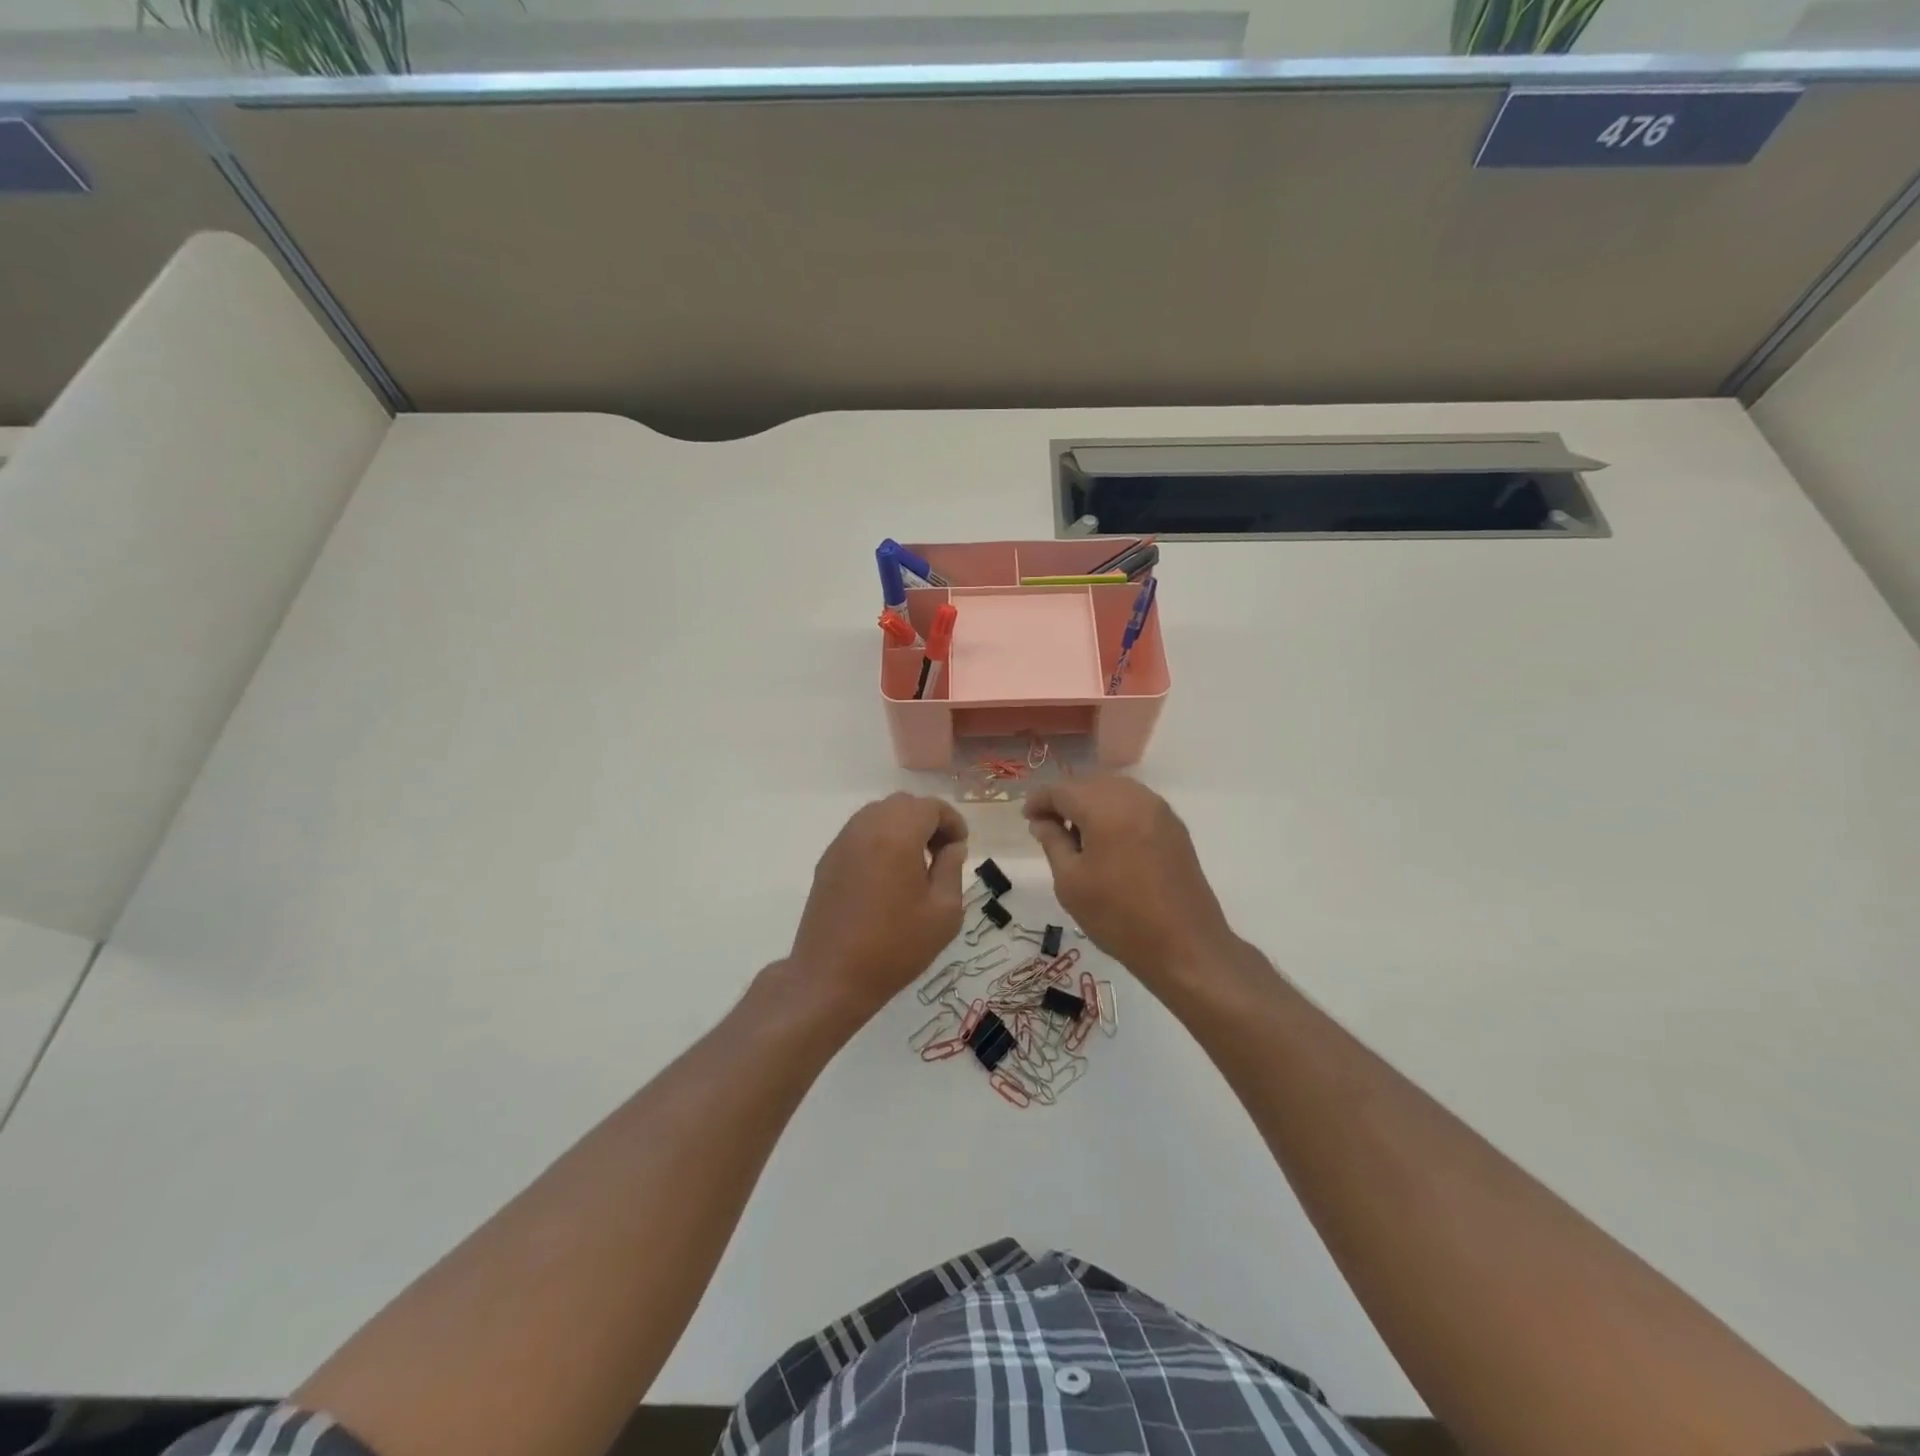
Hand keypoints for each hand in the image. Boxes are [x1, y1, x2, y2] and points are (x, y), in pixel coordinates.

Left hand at [788, 793, 967, 1019]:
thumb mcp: (944, 911)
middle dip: (927, 821)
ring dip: (902, 828)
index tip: (961, 847)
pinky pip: (860, 834)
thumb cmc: (896, 946)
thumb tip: (952, 847)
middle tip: (941, 854)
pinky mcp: (827, 860)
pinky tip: (888, 876)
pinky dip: (880, 840)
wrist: (831, 977)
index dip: (952, 822)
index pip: (931, 807)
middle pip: (903, 805)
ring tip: (915, 865)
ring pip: (878, 815)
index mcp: (897, 834)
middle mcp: (865, 827)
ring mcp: (841, 842)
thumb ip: (952, 869)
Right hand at [1025, 777, 1237, 987]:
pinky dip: (1115, 812)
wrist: (1185, 946)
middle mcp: (1134, 797)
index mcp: (1105, 808)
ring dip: (1091, 804)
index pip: (1062, 789)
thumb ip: (1053, 842)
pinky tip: (1107, 840)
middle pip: (1089, 784)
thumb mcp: (1071, 882)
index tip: (1026, 818)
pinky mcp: (1175, 827)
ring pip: (1114, 791)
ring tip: (1076, 835)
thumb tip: (1043, 821)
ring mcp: (1159, 810)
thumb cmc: (1118, 917)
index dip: (1039, 800)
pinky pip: (1135, 805)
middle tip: (1047, 827)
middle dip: (1065, 800)